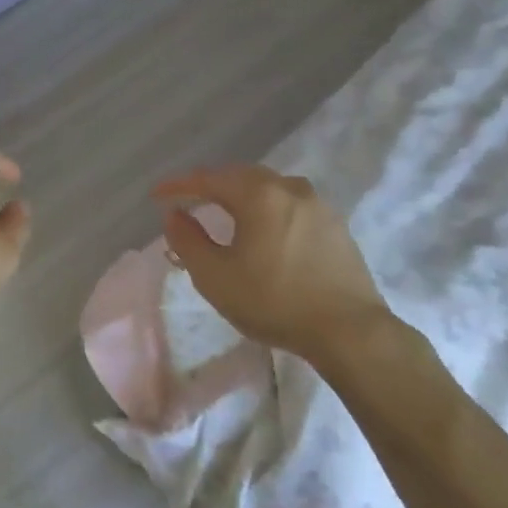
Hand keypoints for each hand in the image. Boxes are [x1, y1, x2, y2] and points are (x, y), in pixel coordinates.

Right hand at [153, 165, 392, 369]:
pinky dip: (267, 209)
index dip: (178, 186)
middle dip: (211, 185)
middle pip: (241, 176)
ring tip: (224, 212)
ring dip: (241, 195)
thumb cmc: (274, 301)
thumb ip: (187, 240)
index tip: (156, 196)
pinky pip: (290, 205)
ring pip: (269, 188)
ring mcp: (318, 205)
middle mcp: (289, 188)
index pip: (208, 178)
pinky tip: (263, 230)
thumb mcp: (215, 276)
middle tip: (188, 200)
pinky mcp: (336, 226)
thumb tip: (174, 215)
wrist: (350, 331)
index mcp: (258, 194)